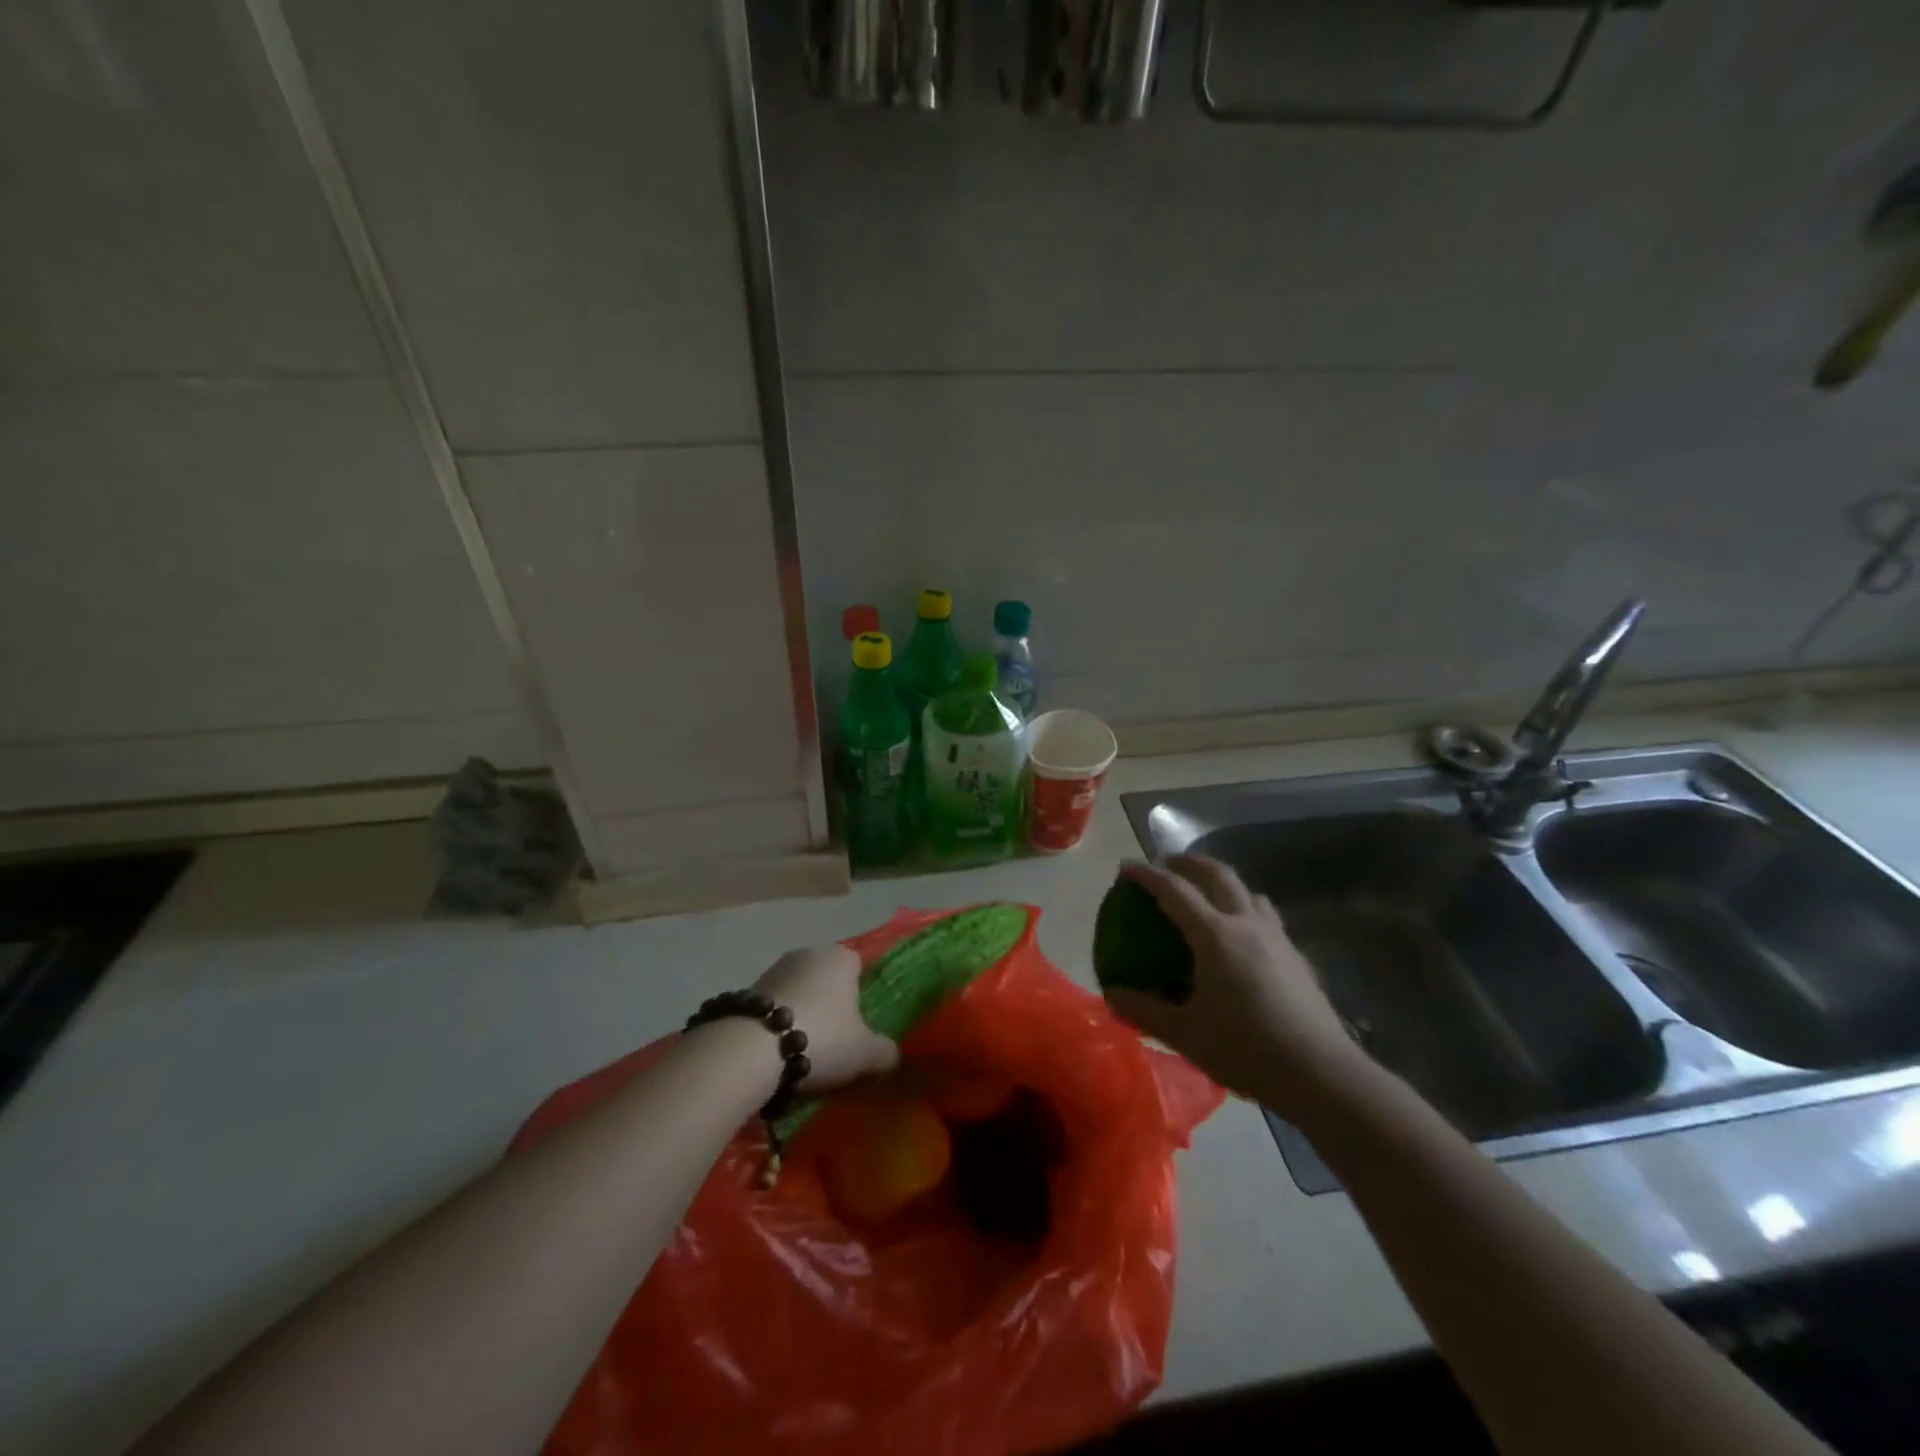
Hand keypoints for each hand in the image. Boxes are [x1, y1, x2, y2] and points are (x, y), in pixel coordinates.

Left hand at [754, 944, 899, 1093]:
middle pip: (827, 980)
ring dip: (802, 1015)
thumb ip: (886, 1052)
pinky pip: (773, 1007)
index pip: (860, 968)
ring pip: (799, 993)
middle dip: (831, 1006)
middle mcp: (809, 953)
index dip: (862, 996)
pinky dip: (777, 1025)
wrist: (751, 1049)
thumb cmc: (822, 1038)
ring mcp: (775, 969)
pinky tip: (777, 1053)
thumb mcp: (865, 1053)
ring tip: (804, 1052)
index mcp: (842, 957)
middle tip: (836, 1041)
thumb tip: (893, 1055)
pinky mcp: (747, 990)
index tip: (861, 1026)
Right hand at [1105, 855, 1376, 1115]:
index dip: (1147, 875)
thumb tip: (1112, 994)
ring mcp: (1276, 937)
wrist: (1321, 1074)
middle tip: (1166, 864)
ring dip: (1221, 881)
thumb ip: (1144, 1010)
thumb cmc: (1246, 1050)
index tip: (1127, 867)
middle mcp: (1246, 924)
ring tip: (1205, 893)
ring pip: (1247, 890)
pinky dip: (1243, 907)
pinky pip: (1265, 915)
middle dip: (1188, 862)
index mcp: (1215, 935)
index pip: (1174, 890)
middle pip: (1216, 874)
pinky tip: (1240, 936)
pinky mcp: (1296, 955)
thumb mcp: (1185, 1034)